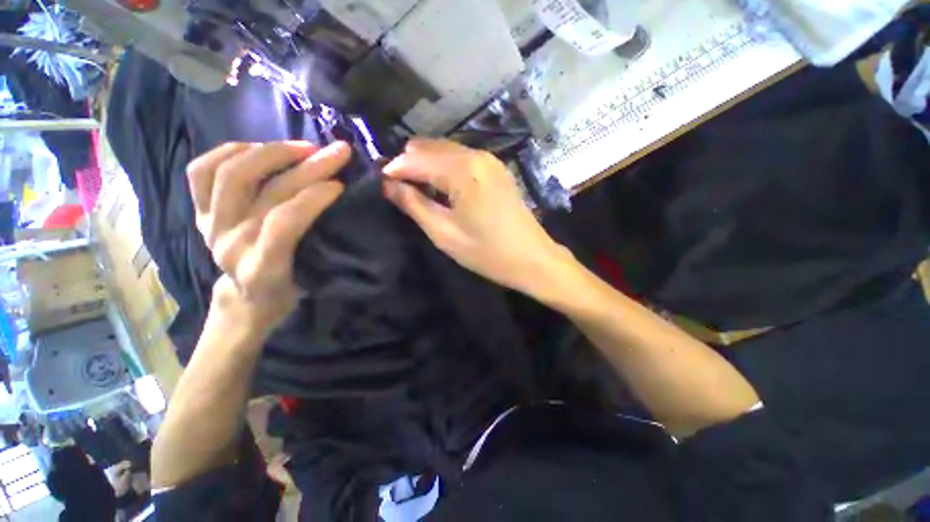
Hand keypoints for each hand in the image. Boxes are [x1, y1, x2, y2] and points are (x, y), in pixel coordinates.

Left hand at [187, 141, 350, 330]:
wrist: (247, 298)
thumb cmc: (289, 289)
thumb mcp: (314, 279)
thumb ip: (323, 243)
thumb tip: (343, 200)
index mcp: (262, 268)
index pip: (284, 223)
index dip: (313, 198)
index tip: (341, 185)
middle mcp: (229, 244)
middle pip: (263, 192)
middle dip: (307, 167)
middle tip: (337, 152)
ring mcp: (208, 226)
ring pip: (229, 174)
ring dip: (270, 152)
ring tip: (303, 147)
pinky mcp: (197, 213)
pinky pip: (201, 171)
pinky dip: (230, 151)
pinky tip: (259, 148)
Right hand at [383, 139, 567, 295]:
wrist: (533, 260)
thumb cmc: (487, 252)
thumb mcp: (444, 233)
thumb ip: (414, 205)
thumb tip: (389, 185)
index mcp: (462, 170)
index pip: (417, 159)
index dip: (395, 169)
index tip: (379, 182)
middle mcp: (476, 156)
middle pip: (432, 148)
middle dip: (410, 163)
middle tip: (395, 185)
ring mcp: (490, 161)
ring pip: (447, 151)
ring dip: (427, 164)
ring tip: (413, 185)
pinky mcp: (497, 170)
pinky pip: (463, 160)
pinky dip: (445, 168)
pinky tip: (439, 184)